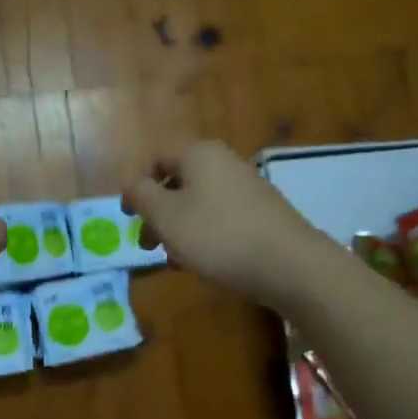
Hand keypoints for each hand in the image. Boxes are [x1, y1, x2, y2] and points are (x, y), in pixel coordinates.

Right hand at [123, 140, 331, 308]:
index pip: (156, 160)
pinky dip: (206, 234)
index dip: (137, 187)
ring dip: (180, 228)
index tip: (129, 218)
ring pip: (199, 202)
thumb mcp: (166, 216)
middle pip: (178, 182)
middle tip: (149, 246)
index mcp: (198, 154)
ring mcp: (247, 186)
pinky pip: (222, 217)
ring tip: (176, 260)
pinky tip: (206, 262)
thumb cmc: (216, 235)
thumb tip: (135, 185)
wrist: (288, 264)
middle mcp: (224, 161)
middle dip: (158, 213)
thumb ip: (141, 195)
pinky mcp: (262, 211)